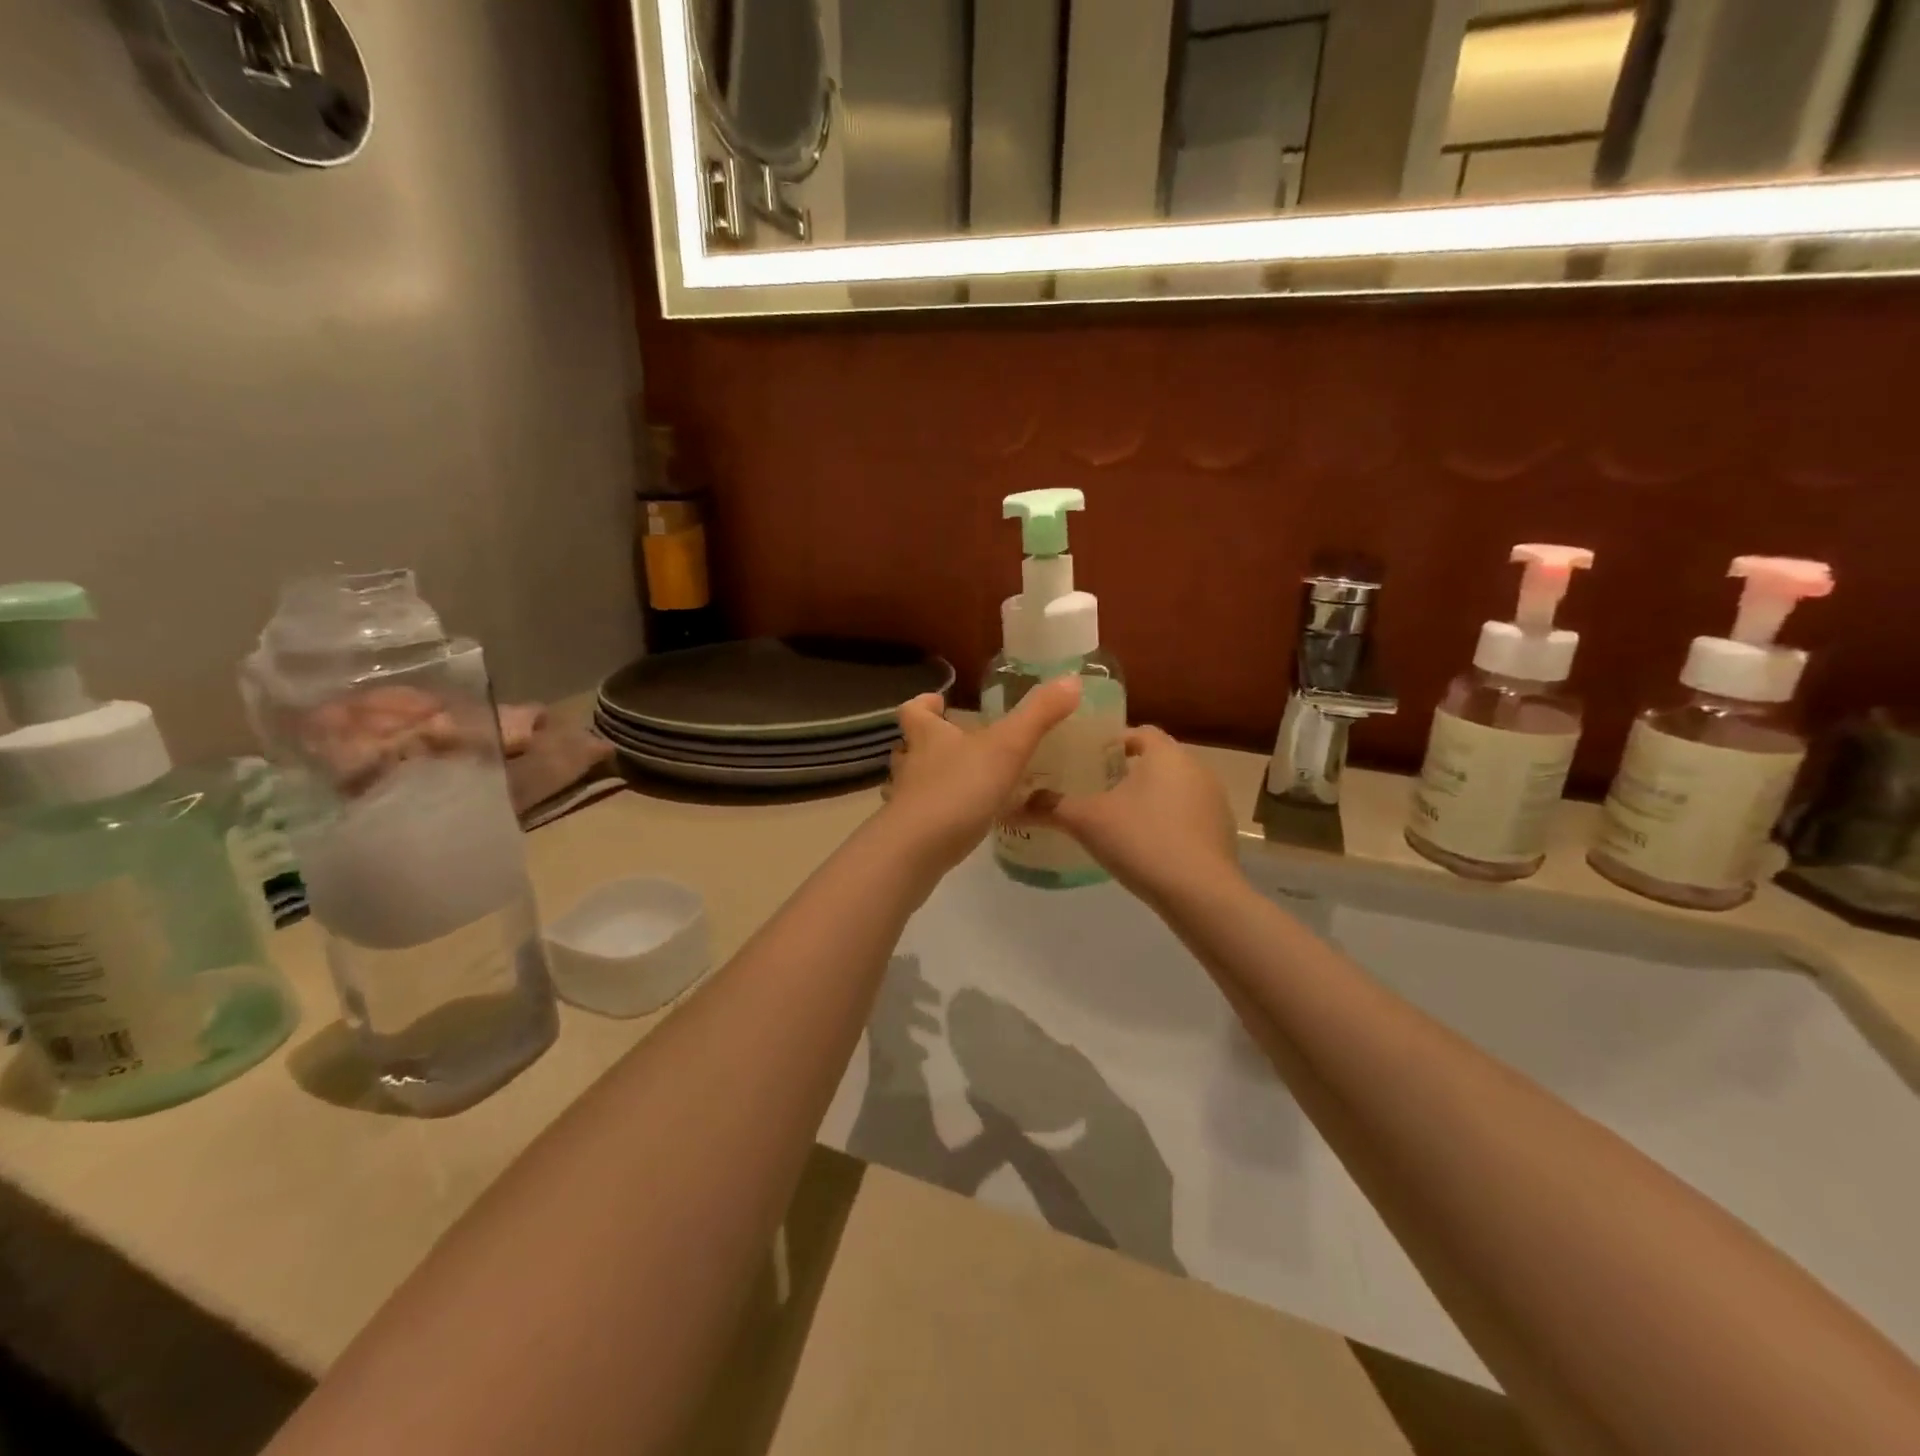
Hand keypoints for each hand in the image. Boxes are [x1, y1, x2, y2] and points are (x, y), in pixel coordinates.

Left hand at [883, 677, 1081, 871]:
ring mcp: (908, 801)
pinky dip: (944, 814)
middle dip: (930, 744)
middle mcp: (912, 765)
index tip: (939, 701)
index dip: (925, 704)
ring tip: (967, 783)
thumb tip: (1071, 679)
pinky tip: (969, 822)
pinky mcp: (912, 833)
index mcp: (928, 737)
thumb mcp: (1007, 747)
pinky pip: (927, 817)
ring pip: (916, 783)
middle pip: (909, 747)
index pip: (913, 711)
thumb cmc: (960, 788)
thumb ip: (1039, 715)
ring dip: (935, 780)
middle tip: (960, 745)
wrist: (918, 849)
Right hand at [1018, 726, 1240, 907]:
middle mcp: (1195, 767)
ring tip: (1118, 817)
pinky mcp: (1222, 830)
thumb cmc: (1142, 841)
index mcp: (1165, 753)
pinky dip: (1168, 820)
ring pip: (1173, 787)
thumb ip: (1050, 807)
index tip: (1086, 760)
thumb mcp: (1087, 821)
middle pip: (1156, 759)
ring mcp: (1214, 799)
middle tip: (1095, 789)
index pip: (1138, 732)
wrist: (1200, 894)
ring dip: (1150, 796)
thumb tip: (1012, 802)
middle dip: (1127, 771)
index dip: (1110, 742)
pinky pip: (1188, 814)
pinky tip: (1147, 844)